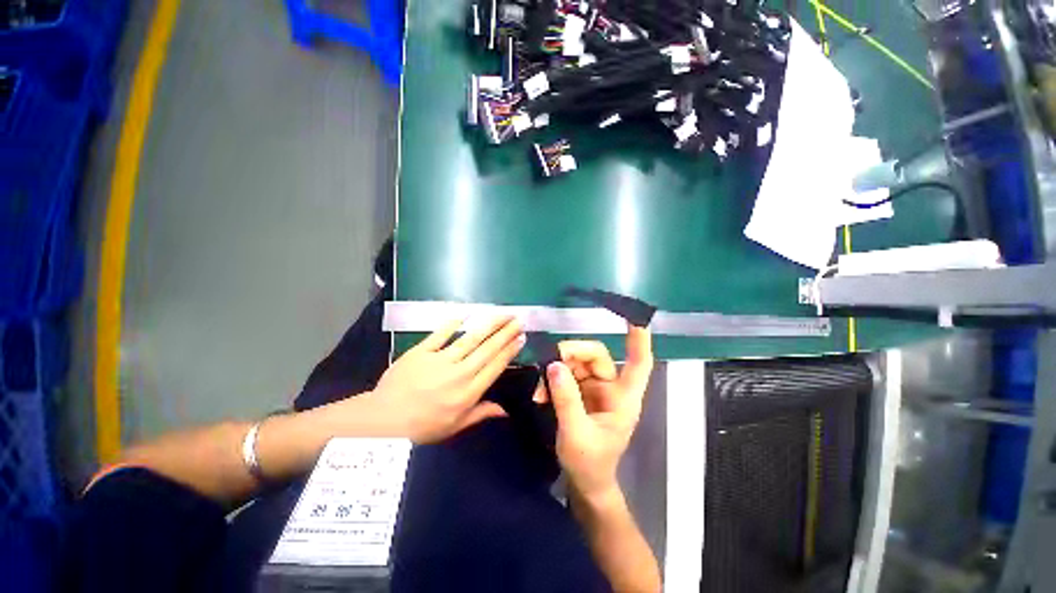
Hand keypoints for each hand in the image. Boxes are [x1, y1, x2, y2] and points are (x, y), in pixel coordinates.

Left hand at [367, 315, 524, 442]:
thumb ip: (481, 413)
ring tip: (502, 314)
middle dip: (505, 332)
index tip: (521, 337)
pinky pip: (440, 334)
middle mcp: (459, 373)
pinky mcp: (421, 351)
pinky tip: (466, 313)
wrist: (383, 421)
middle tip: (518, 319)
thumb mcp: (455, 426)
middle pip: (488, 348)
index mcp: (468, 392)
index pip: (495, 366)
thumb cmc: (422, 427)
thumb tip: (505, 411)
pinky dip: (453, 323)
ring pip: (470, 338)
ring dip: (489, 324)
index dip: (510, 350)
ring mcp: (440, 359)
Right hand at [547, 326, 652, 499]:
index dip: (639, 340)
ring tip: (541, 389)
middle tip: (549, 366)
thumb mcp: (576, 434)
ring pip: (577, 362)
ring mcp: (595, 388)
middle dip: (571, 354)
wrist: (585, 482)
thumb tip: (554, 365)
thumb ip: (566, 400)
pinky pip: (566, 373)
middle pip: (595, 355)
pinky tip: (541, 392)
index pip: (638, 362)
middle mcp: (611, 387)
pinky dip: (552, 378)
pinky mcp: (581, 391)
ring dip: (557, 369)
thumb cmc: (590, 463)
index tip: (635, 318)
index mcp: (624, 398)